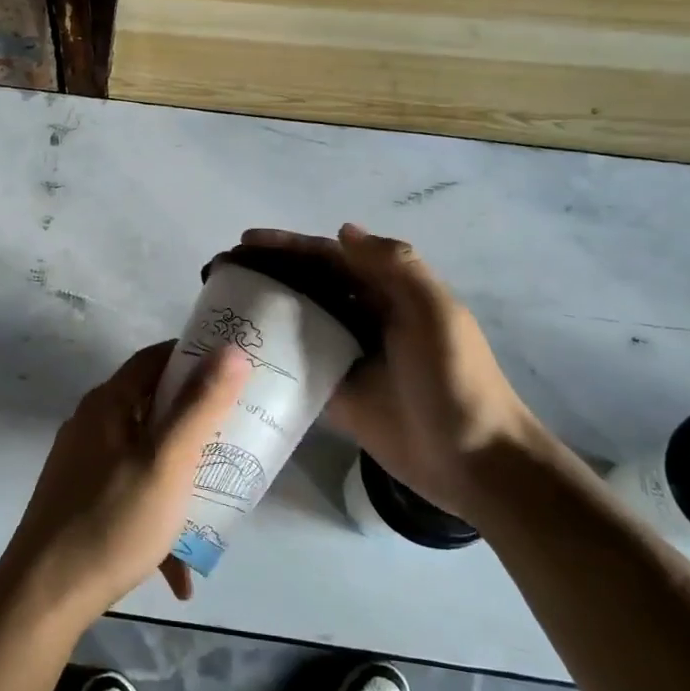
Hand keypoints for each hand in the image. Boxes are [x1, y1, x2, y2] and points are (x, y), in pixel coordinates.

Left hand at [0, 340, 247, 622]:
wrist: (44, 596)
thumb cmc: (112, 521)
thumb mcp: (167, 462)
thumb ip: (200, 405)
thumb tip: (231, 350)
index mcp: (108, 404)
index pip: (155, 358)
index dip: (194, 356)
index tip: (235, 369)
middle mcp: (91, 425)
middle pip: (153, 406)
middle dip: (196, 421)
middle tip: (237, 434)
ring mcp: (83, 464)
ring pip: (145, 455)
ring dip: (181, 476)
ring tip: (217, 502)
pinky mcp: (80, 501)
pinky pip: (130, 494)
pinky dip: (157, 517)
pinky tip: (179, 569)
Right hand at [241, 223, 539, 521]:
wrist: (472, 459)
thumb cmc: (455, 380)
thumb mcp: (435, 314)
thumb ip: (395, 268)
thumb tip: (343, 231)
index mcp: (387, 292)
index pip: (328, 258)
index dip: (287, 246)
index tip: (244, 243)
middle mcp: (362, 317)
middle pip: (306, 285)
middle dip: (265, 273)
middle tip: (218, 274)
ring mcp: (345, 355)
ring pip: (295, 322)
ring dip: (261, 309)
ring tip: (216, 307)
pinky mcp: (334, 392)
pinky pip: (295, 366)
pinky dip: (269, 355)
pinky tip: (236, 354)